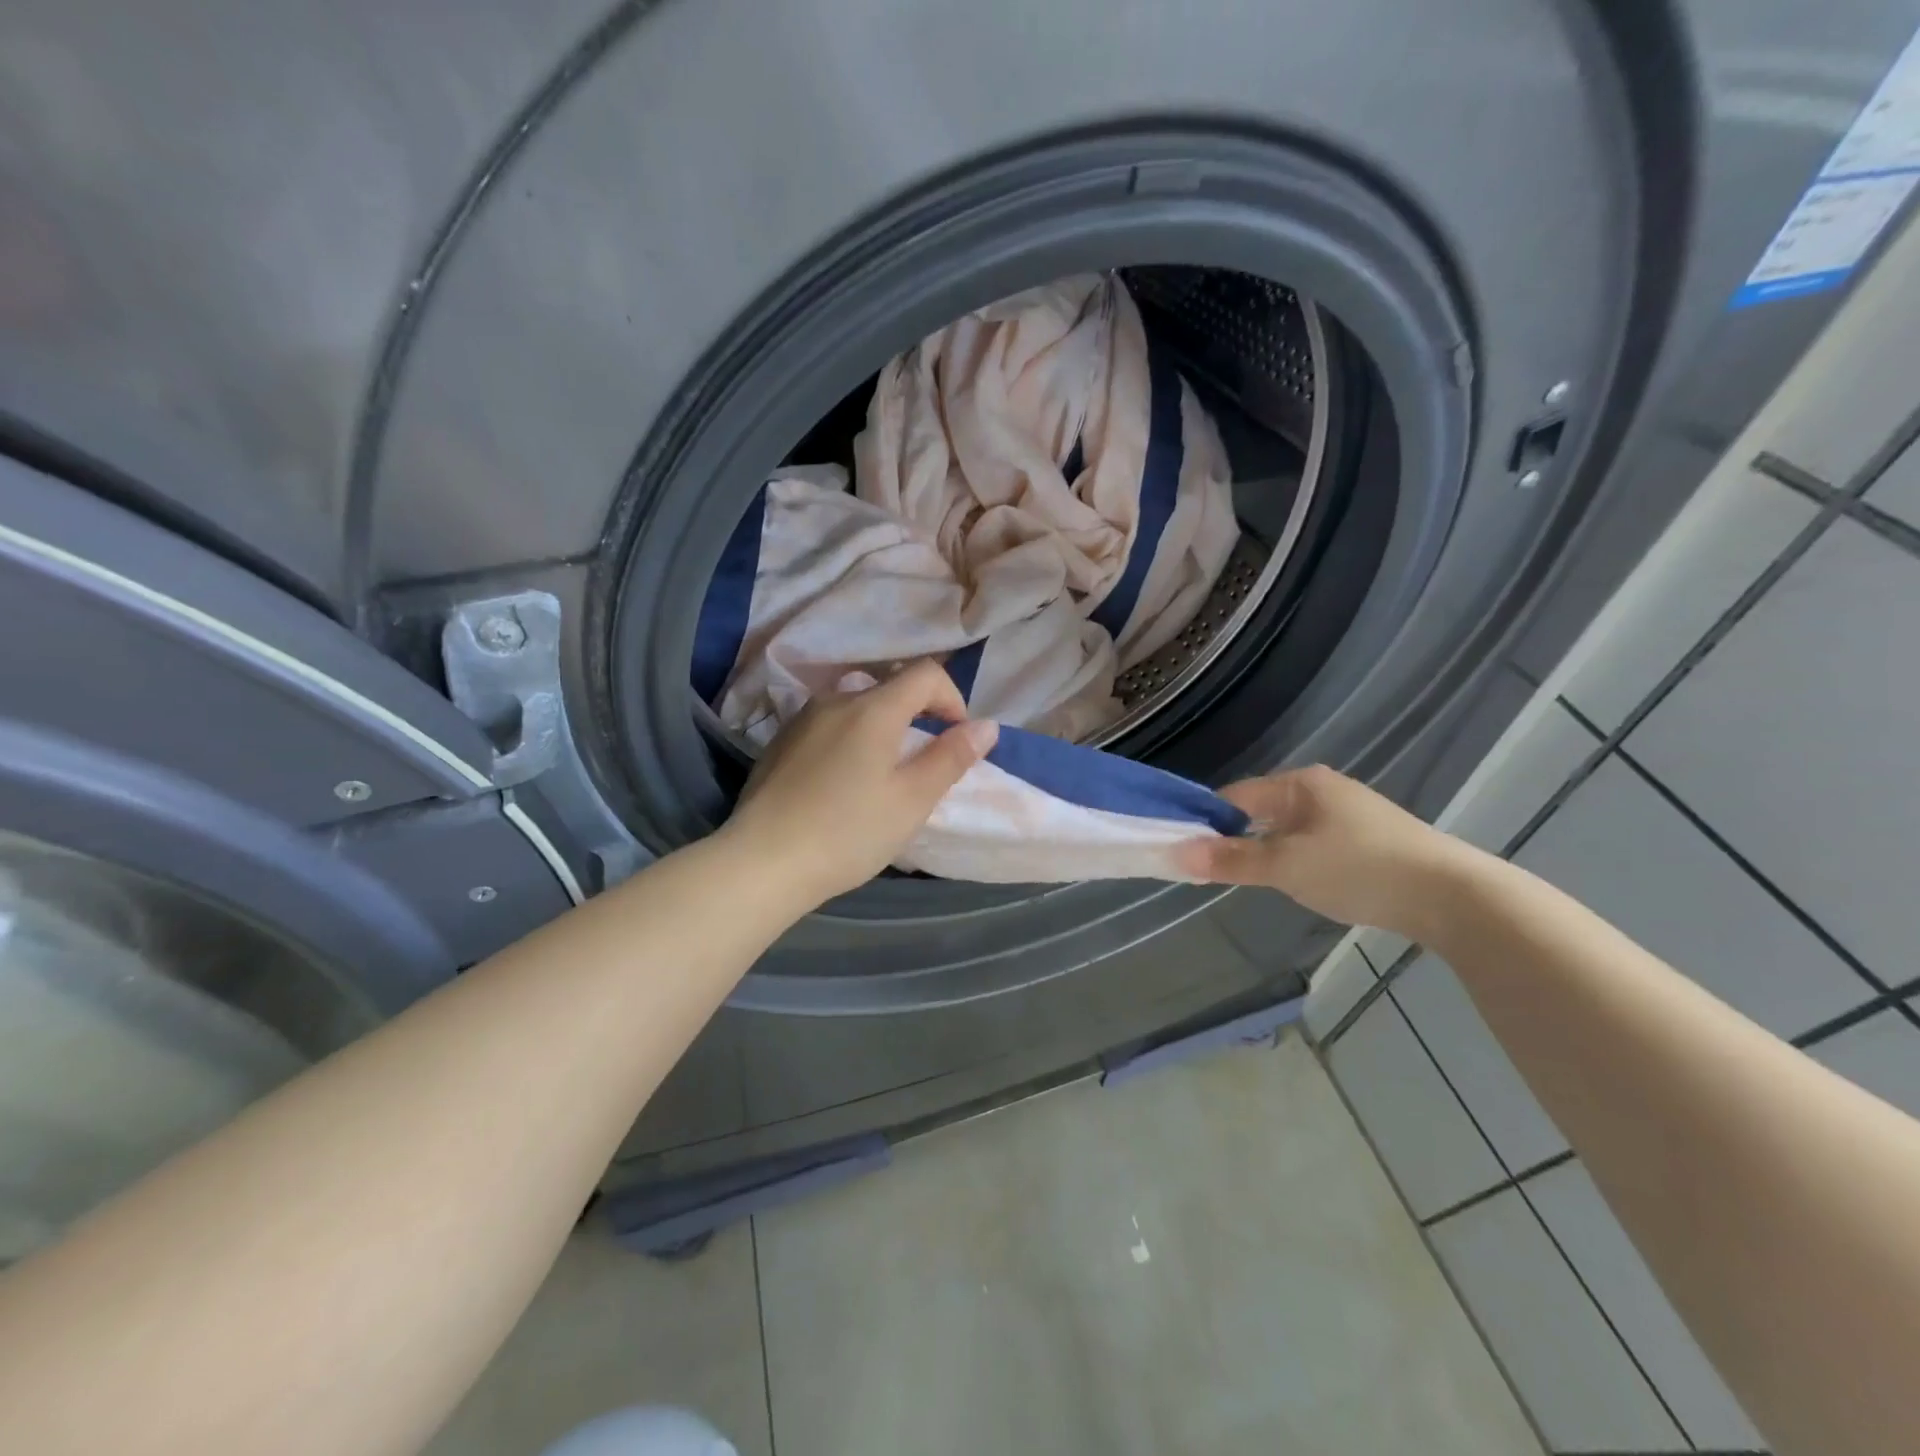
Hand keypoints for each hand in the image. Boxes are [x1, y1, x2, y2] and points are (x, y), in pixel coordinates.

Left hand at [720, 660, 999, 908]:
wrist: (762, 862)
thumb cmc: (848, 832)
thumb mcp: (912, 800)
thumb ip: (951, 757)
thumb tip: (986, 726)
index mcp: (873, 708)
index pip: (925, 674)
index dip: (952, 698)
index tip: (957, 739)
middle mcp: (835, 700)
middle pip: (890, 688)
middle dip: (919, 715)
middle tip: (924, 762)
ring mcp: (802, 719)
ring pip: (857, 706)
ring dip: (883, 728)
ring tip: (884, 774)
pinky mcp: (780, 742)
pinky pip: (829, 725)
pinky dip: (851, 739)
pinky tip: (842, 783)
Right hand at [1176, 765, 1477, 939]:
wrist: (1452, 896)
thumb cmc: (1359, 869)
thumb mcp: (1286, 866)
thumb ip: (1231, 860)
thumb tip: (1176, 854)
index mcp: (1300, 783)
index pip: (1235, 797)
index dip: (1207, 823)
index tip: (1187, 853)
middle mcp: (1322, 789)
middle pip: (1260, 812)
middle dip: (1236, 840)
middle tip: (1216, 872)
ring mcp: (1349, 813)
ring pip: (1287, 830)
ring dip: (1267, 852)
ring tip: (1256, 881)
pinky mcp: (1369, 838)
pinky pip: (1313, 842)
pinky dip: (1296, 859)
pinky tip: (1301, 882)